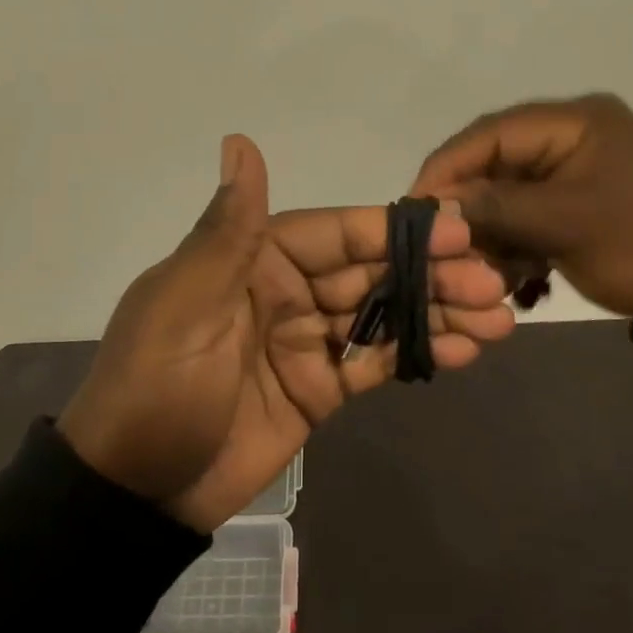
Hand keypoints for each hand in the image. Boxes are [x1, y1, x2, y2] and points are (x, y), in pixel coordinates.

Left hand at [59, 136, 515, 531]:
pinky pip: (374, 363)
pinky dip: (417, 354)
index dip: (393, 230)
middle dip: (430, 274)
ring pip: (380, 316)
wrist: (133, 491)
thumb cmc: (156, 387)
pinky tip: (464, 351)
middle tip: (493, 281)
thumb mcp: (186, 303)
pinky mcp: (318, 389)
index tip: (457, 229)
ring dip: (436, 313)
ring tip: (499, 319)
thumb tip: (240, 140)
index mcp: (250, 259)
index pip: (334, 232)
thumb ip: (229, 230)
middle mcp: (283, 290)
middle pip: (368, 272)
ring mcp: (304, 341)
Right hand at [409, 94, 632, 316]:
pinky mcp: (583, 202)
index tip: (414, 206)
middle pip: (497, 162)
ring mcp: (579, 170)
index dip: (447, 167)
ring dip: (494, 232)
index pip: (490, 133)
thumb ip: (493, 207)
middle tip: (443, 244)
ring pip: (511, 193)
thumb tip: (433, 205)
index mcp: (574, 121)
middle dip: (470, 206)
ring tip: (486, 270)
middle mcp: (572, 135)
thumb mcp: (562, 223)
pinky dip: (518, 243)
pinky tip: (518, 277)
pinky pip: (533, 214)